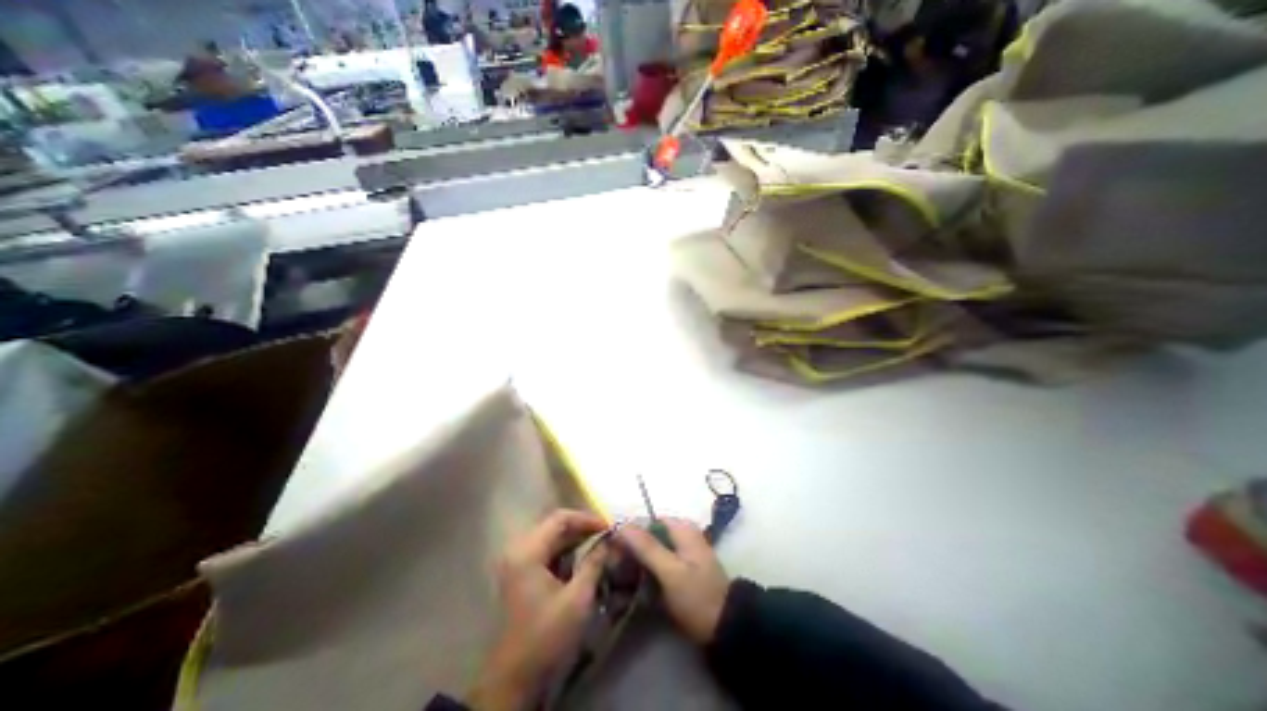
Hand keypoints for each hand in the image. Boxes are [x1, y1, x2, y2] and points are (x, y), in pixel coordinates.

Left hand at [469, 510, 608, 708]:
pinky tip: (583, 558)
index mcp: (528, 551)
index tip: (609, 526)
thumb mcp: (577, 599)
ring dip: (575, 538)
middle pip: (554, 525)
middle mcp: (519, 549)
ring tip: (599, 543)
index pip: (560, 518)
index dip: (586, 518)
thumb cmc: (546, 636)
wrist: (514, 679)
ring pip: (551, 537)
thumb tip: (611, 540)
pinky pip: (546, 550)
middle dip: (582, 527)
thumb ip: (594, 563)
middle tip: (606, 534)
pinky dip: (566, 550)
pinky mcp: (520, 573)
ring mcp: (517, 562)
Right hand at [616, 520, 726, 646]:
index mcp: (681, 527)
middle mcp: (681, 533)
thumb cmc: (697, 596)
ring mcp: (681, 550)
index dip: (627, 534)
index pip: (645, 521)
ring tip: (621, 578)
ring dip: (636, 561)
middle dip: (630, 549)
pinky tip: (636, 584)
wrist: (725, 627)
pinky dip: (646, 569)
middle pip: (647, 534)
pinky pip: (657, 561)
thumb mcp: (670, 571)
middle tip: (614, 569)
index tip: (611, 553)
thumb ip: (646, 547)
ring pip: (651, 548)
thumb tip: (621, 524)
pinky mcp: (680, 566)